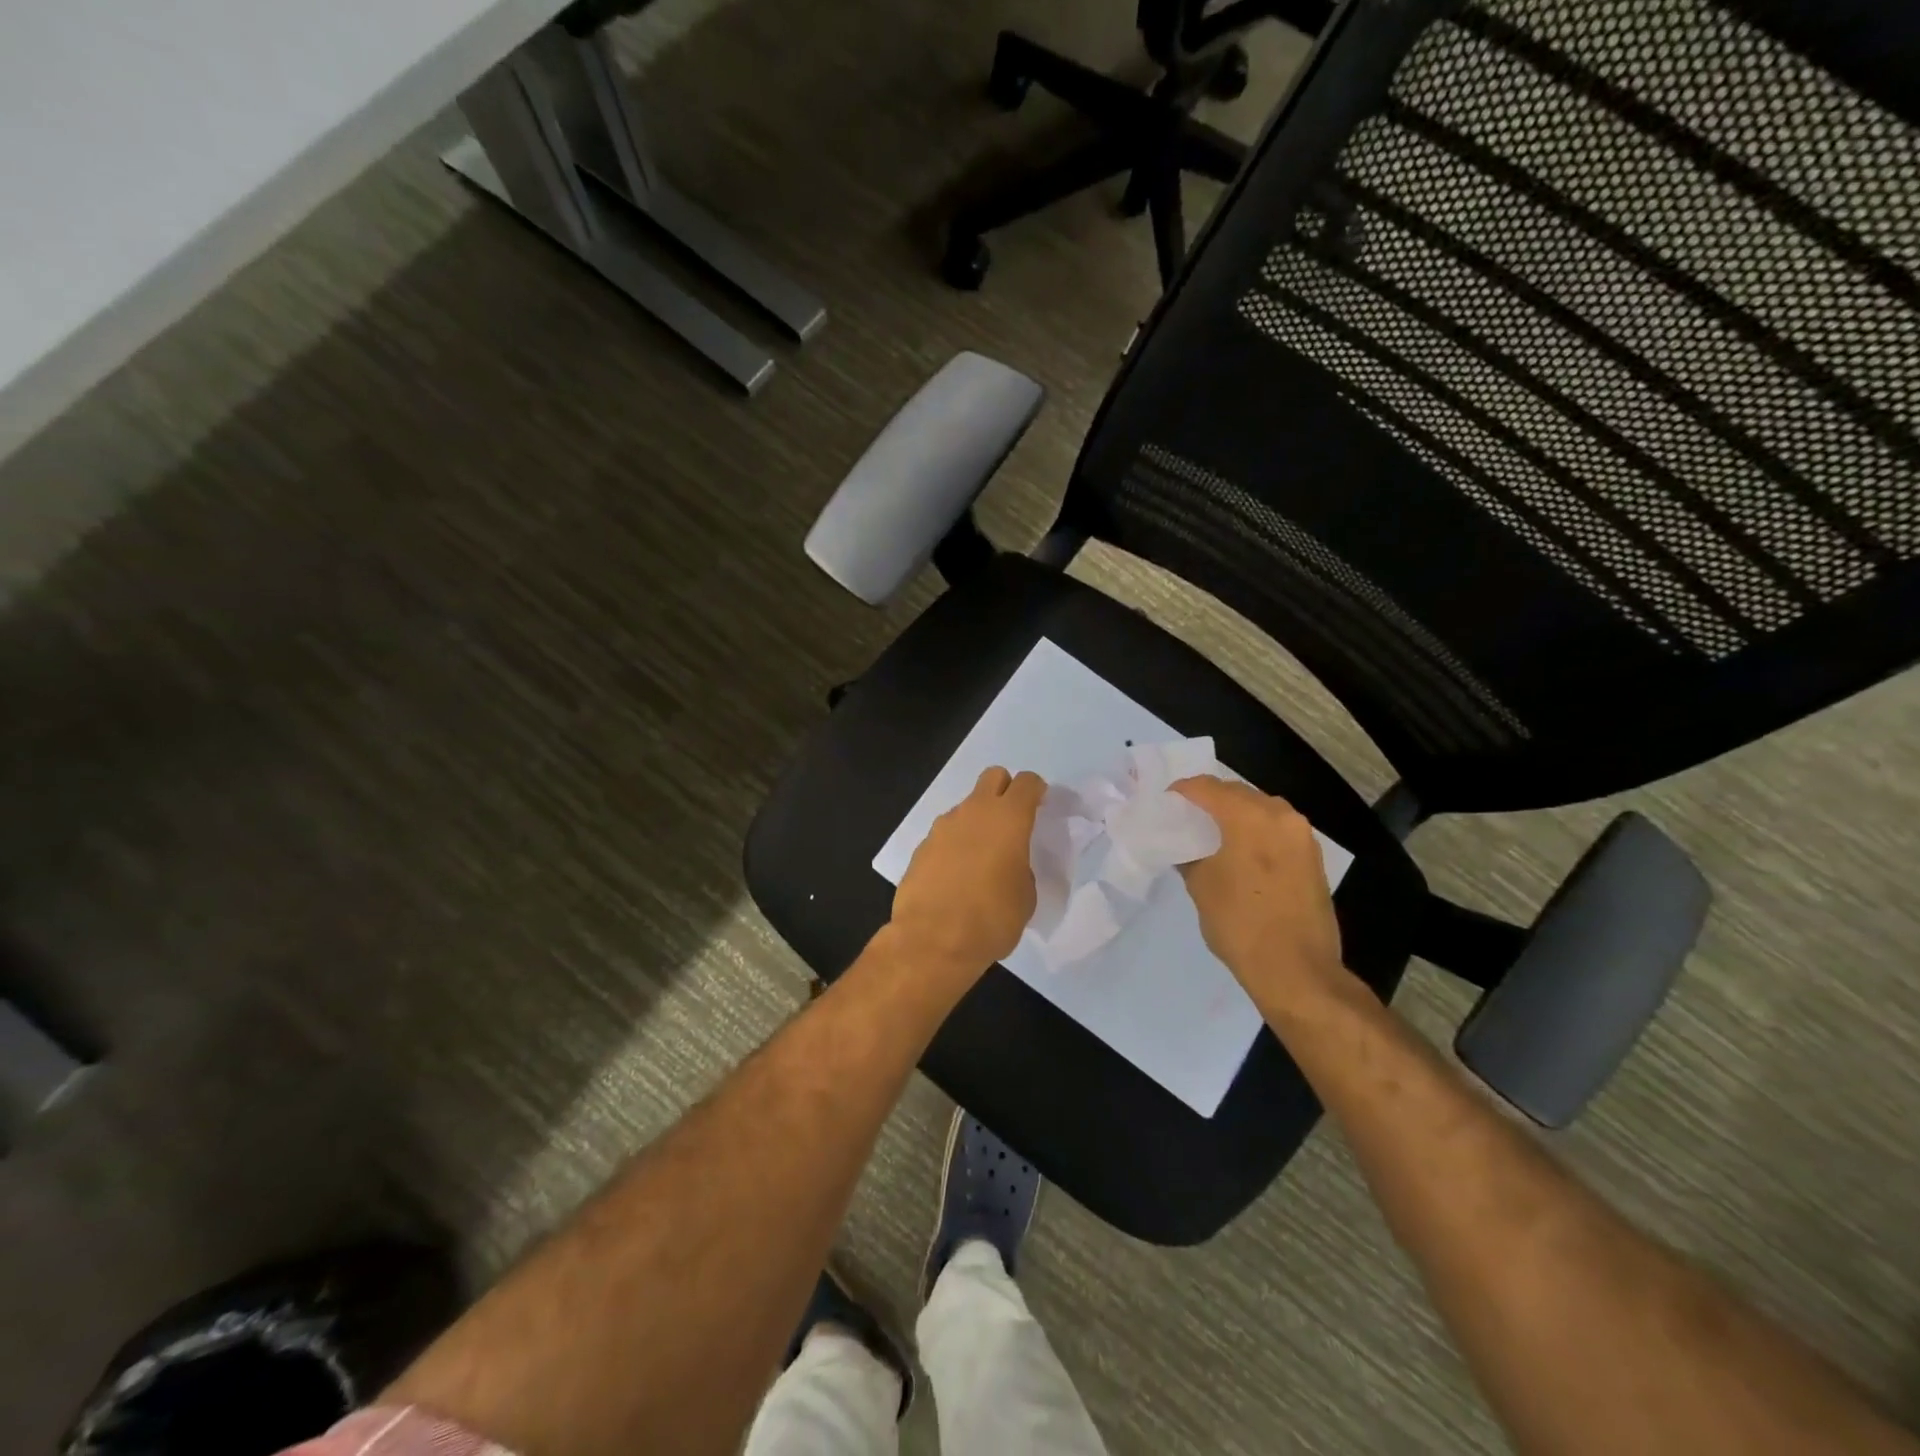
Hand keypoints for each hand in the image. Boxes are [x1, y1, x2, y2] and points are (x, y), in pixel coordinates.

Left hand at [889, 766, 1046, 980]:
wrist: (933, 940)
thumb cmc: (992, 919)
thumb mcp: (1026, 897)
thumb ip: (1022, 869)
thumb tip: (1010, 866)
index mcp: (1009, 818)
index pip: (1027, 782)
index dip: (1037, 792)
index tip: (1040, 809)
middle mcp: (974, 812)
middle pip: (993, 777)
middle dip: (1005, 791)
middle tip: (1011, 823)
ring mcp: (943, 827)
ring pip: (966, 807)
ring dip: (977, 822)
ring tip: (981, 859)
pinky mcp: (922, 846)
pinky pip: (945, 834)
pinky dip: (954, 845)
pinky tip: (956, 876)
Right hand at [1171, 776, 1347, 1007]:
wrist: (1297, 971)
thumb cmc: (1241, 924)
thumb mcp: (1201, 886)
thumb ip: (1188, 855)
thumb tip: (1184, 846)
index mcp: (1250, 816)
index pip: (1205, 787)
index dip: (1179, 792)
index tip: (1162, 806)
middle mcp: (1281, 815)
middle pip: (1235, 793)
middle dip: (1208, 802)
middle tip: (1184, 821)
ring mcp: (1302, 835)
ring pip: (1259, 810)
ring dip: (1233, 816)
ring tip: (1210, 838)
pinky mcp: (1312, 857)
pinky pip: (1275, 830)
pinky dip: (1254, 833)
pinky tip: (1238, 855)